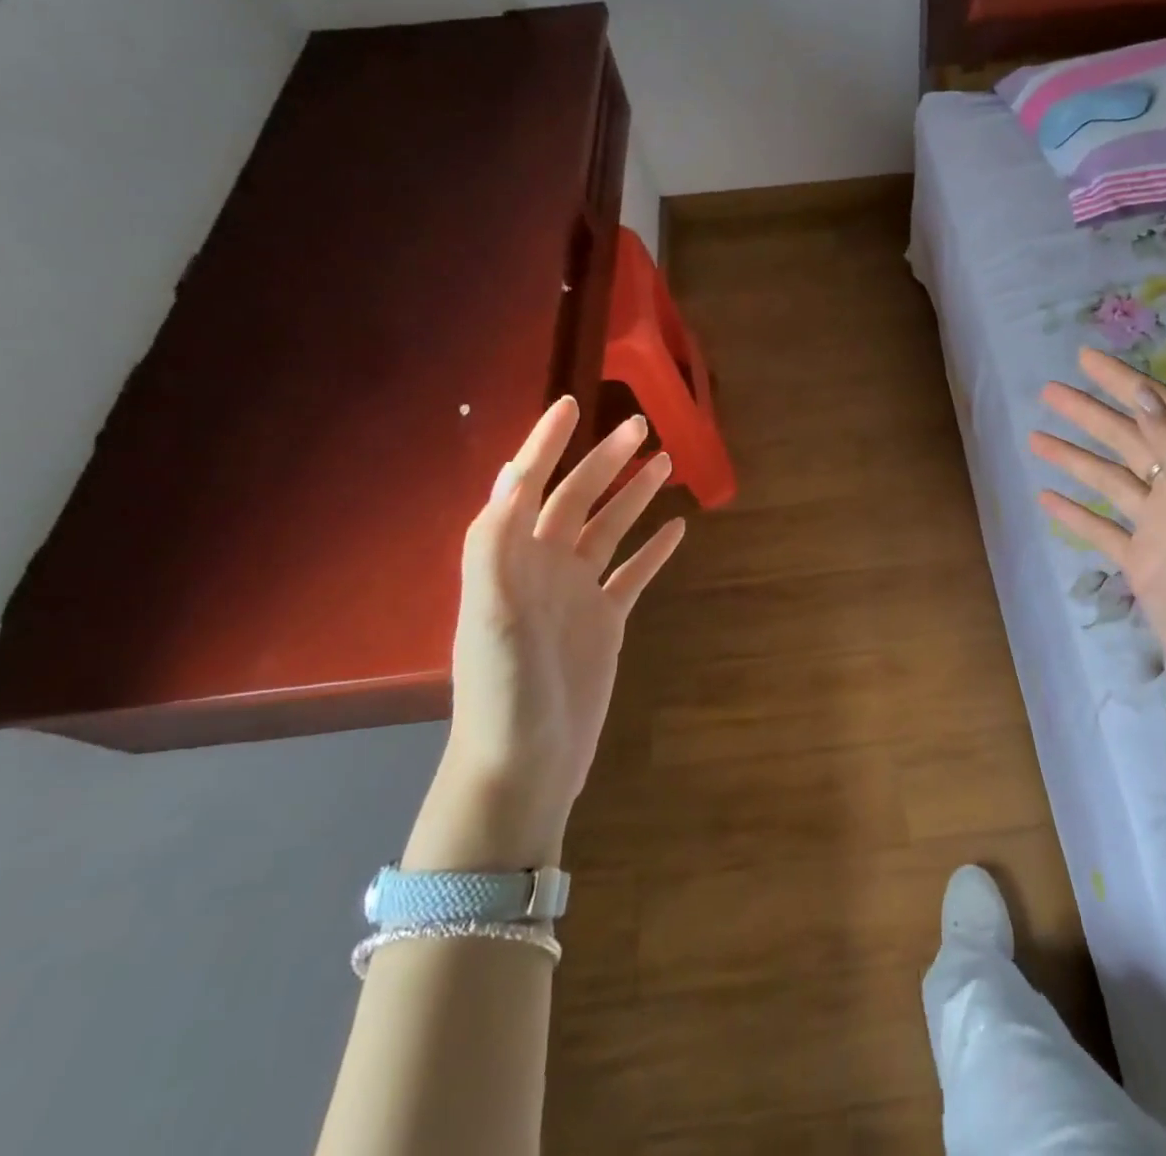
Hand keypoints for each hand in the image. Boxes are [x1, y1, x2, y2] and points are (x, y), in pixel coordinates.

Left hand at [410, 399, 683, 870]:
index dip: (545, 443)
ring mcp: (576, 592)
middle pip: (577, 499)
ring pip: (609, 529)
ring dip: (633, 496)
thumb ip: (494, 543)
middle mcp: (543, 566)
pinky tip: (677, 528)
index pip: (527, 485)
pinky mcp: (604, 620)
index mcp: (510, 558)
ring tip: (664, 462)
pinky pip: (633, 573)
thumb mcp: (488, 614)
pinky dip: (653, 550)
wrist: (524, 762)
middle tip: (641, 426)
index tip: (570, 403)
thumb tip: (511, 474)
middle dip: (605, 461)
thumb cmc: (503, 687)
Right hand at [1030, 347, 1165, 748]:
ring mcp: (1163, 531)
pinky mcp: (1145, 565)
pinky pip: (1103, 529)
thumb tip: (1144, 398)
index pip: (1162, 412)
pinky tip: (1045, 498)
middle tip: (1047, 391)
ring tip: (1035, 437)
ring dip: (1076, 458)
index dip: (1125, 382)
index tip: (1086, 359)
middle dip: (1090, 413)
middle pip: (1131, 440)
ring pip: (1112, 481)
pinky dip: (1075, 512)